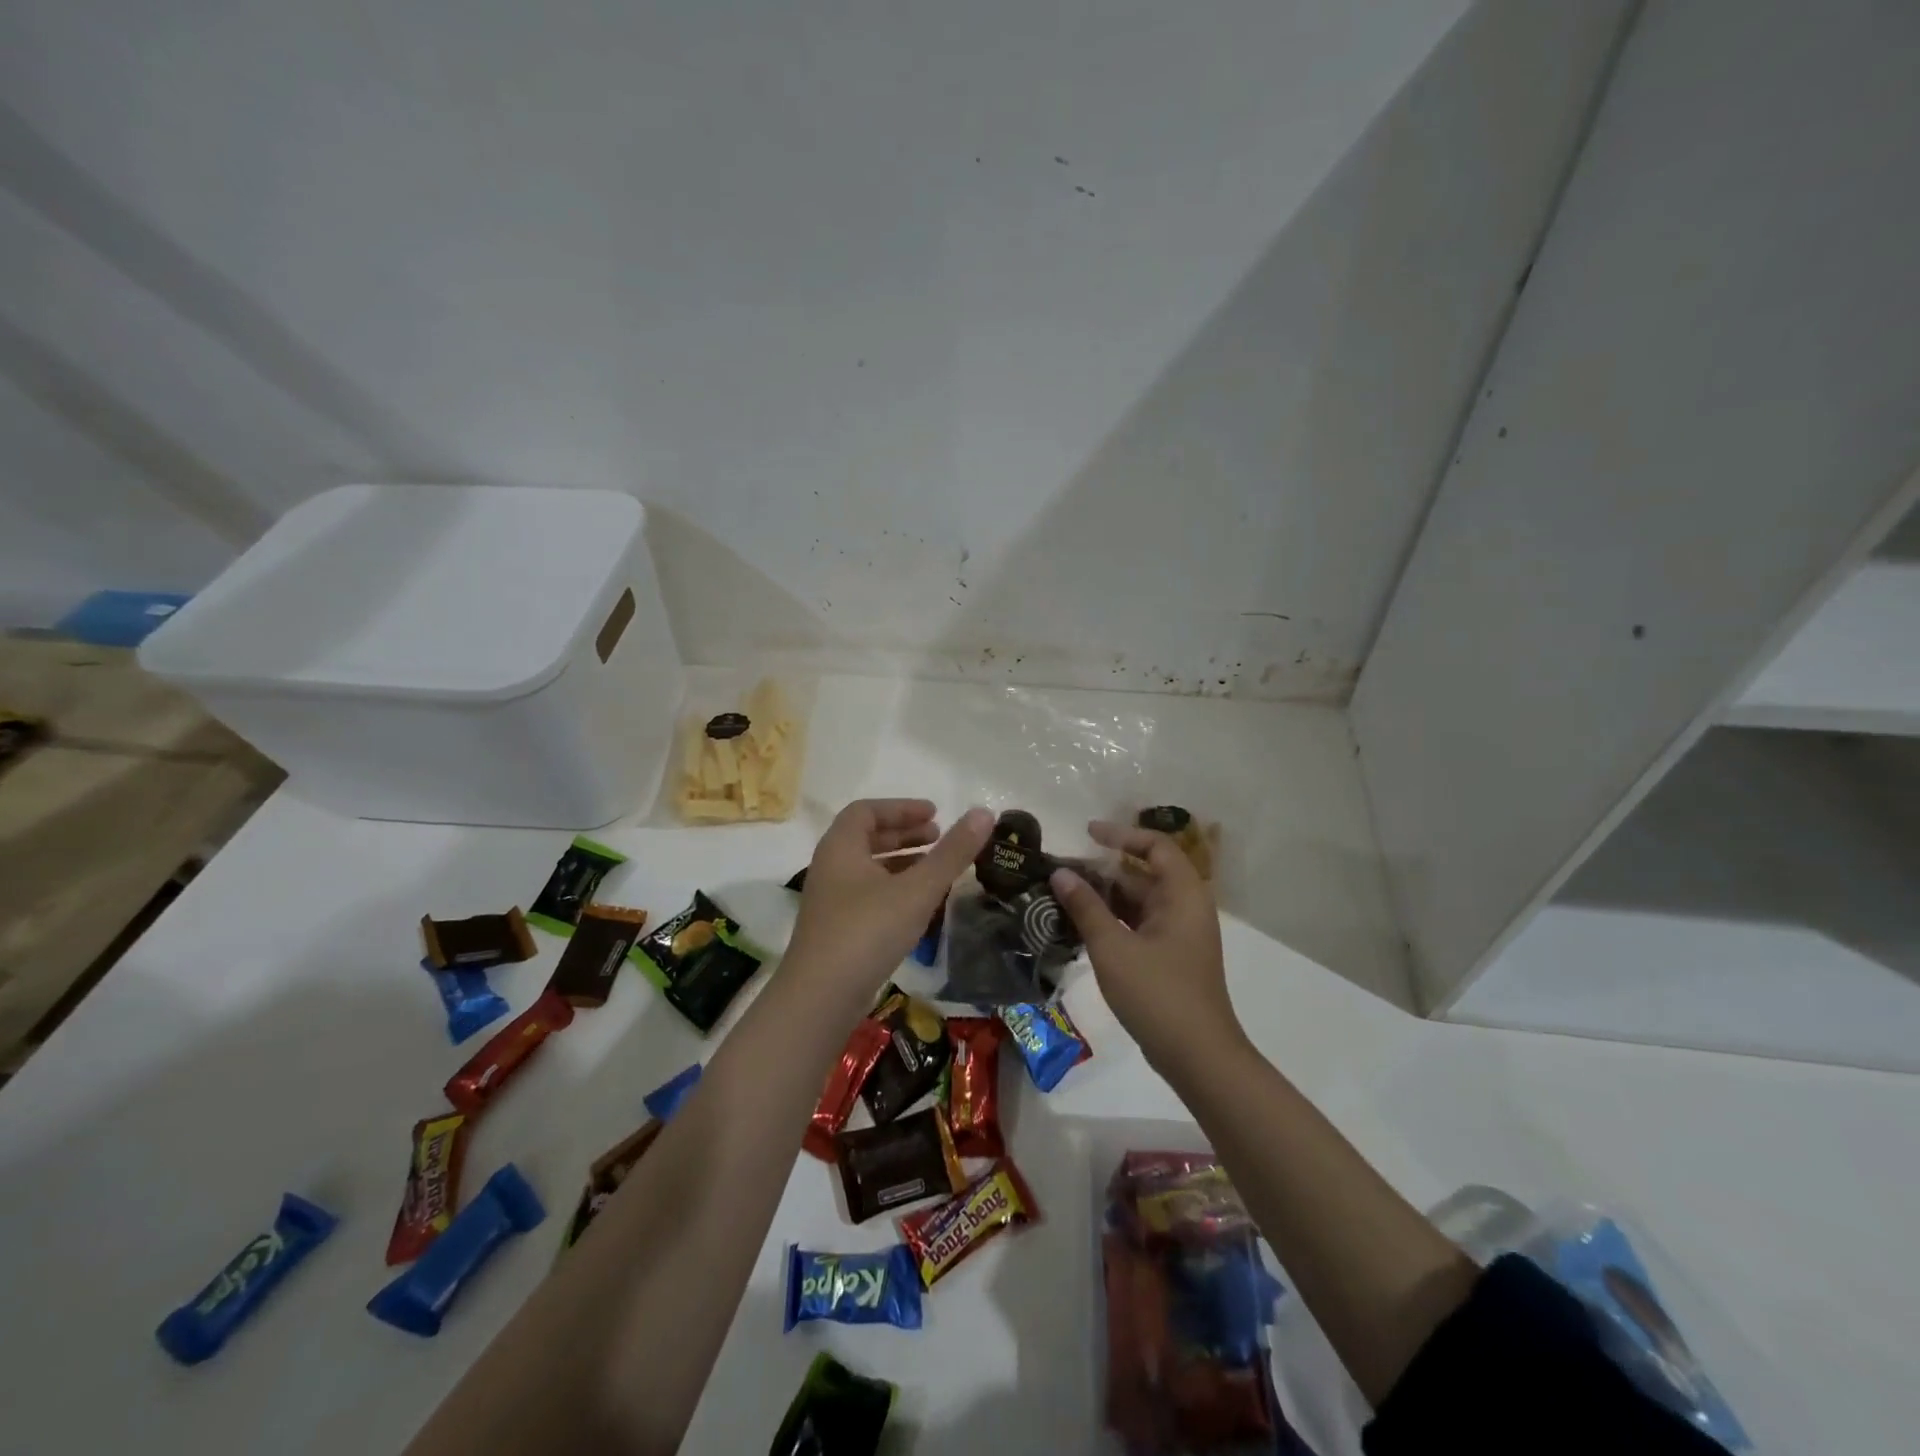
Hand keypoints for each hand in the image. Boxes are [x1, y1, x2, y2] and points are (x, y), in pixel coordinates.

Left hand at [786, 800, 993, 1005]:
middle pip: (867, 837)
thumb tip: (984, 813)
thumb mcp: (917, 890)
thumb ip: (952, 853)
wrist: (820, 998)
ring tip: (935, 868)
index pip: (867, 810)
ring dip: (901, 862)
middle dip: (905, 834)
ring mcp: (830, 900)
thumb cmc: (868, 931)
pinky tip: (918, 905)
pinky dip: (894, 888)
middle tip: (939, 837)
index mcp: (841, 847)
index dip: (902, 808)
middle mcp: (830, 867)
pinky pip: (867, 894)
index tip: (935, 814)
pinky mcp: (836, 929)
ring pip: (868, 868)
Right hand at [1051, 821, 1238, 1067]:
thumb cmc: (1158, 994)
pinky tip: (1081, 927)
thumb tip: (1060, 873)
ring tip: (1063, 896)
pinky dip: (1112, 921)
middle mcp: (1185, 908)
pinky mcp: (1170, 959)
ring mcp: (1179, 935)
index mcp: (1183, 895)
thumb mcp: (1113, 947)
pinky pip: (1138, 925)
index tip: (1088, 833)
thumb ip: (1085, 907)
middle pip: (1144, 874)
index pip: (1156, 846)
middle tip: (1063, 870)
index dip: (1122, 835)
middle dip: (1104, 870)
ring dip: (1105, 897)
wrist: (1198, 1057)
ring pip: (1139, 902)